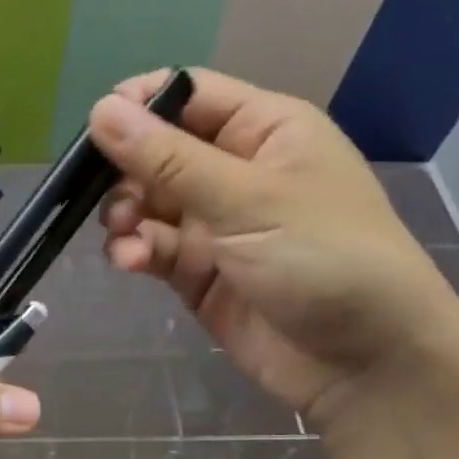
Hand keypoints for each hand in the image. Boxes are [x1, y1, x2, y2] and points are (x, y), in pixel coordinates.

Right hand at [89, 68, 458, 434]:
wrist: (362, 363)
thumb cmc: (322, 258)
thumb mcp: (246, 200)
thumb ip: (168, 159)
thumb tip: (99, 109)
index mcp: (264, 130)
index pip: (189, 95)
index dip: (140, 104)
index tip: (95, 127)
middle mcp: (235, 170)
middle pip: (158, 150)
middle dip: (125, 170)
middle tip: (104, 195)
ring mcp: (215, 223)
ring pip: (147, 202)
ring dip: (125, 215)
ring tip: (122, 235)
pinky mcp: (197, 271)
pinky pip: (152, 247)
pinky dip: (135, 251)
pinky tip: (130, 262)